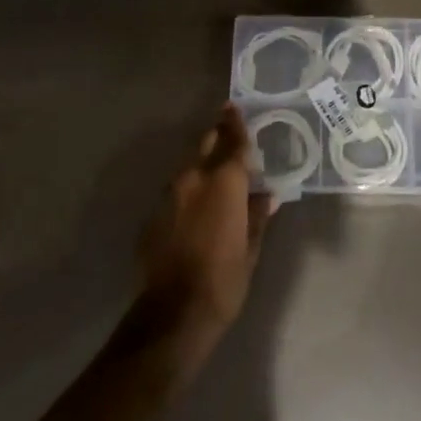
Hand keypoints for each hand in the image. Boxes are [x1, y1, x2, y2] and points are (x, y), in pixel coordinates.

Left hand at [137, 105, 273, 349]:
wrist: (173, 314)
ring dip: (203, 164)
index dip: (235, 123)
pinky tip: (197, 207)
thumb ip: (257, 216)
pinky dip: (189, 190)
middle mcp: (194, 178)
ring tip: (216, 173)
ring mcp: (169, 195)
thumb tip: (266, 196)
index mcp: (224, 181)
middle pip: (206, 144)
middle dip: (217, 137)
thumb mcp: (250, 248)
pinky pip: (176, 191)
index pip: (233, 141)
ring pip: (189, 166)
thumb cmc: (224, 280)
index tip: (234, 106)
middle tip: (228, 134)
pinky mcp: (154, 215)